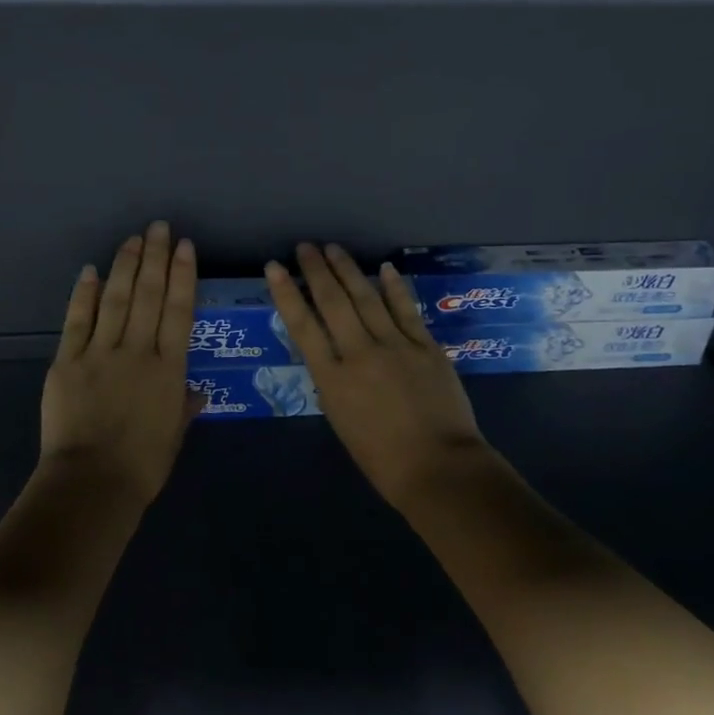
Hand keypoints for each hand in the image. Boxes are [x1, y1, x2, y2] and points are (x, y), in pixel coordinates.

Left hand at [39, 221, 197, 503]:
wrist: (91, 484)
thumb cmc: (142, 466)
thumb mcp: (174, 436)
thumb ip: (184, 407)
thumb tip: (194, 391)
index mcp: (169, 370)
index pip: (179, 311)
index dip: (183, 275)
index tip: (185, 246)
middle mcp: (137, 351)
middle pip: (148, 294)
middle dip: (155, 257)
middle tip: (159, 227)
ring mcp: (100, 353)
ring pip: (116, 298)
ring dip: (125, 265)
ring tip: (133, 239)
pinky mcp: (67, 361)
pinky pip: (77, 320)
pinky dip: (85, 294)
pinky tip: (92, 271)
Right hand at [266, 243, 488, 505]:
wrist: (438, 468)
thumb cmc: (382, 459)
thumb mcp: (341, 421)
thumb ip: (335, 383)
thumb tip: (334, 356)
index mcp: (332, 379)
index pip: (302, 327)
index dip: (287, 294)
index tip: (275, 268)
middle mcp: (359, 354)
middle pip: (333, 303)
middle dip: (317, 271)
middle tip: (305, 246)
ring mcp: (395, 346)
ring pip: (367, 298)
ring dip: (349, 270)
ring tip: (334, 249)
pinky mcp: (425, 346)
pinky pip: (406, 310)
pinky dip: (394, 288)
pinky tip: (385, 268)